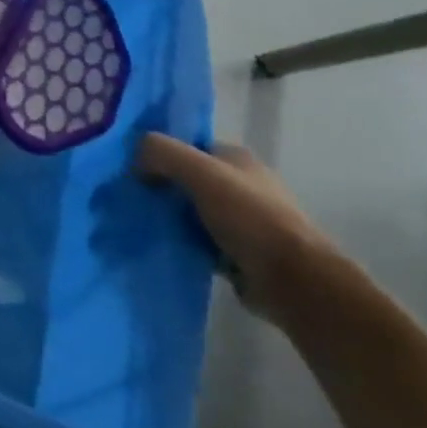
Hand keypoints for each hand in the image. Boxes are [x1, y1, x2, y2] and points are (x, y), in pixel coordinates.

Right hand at [137, 134, 337, 325]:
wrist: (294, 281)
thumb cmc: (248, 216)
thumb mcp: (198, 170)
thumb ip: (161, 152)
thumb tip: (135, 159)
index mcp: (237, 159)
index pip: (188, 147)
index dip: (160, 154)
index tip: (133, 168)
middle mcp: (242, 185)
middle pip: (188, 179)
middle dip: (162, 188)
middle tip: (132, 198)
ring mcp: (244, 221)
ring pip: (192, 212)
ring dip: (170, 219)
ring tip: (140, 223)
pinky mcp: (240, 253)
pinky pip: (200, 241)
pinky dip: (183, 243)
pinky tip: (162, 246)